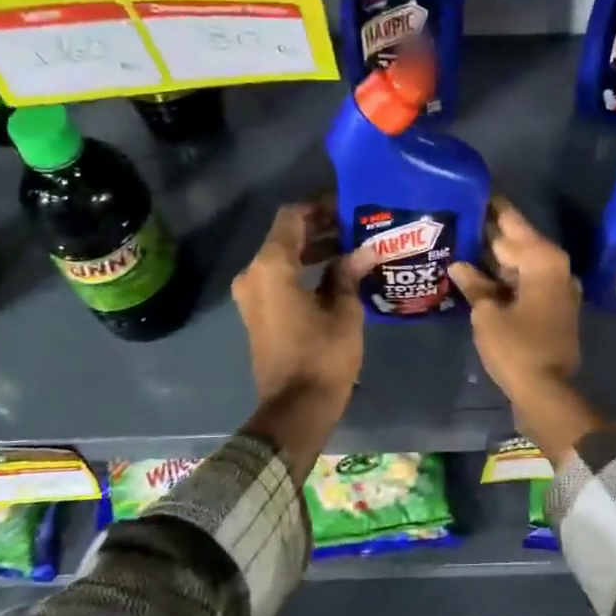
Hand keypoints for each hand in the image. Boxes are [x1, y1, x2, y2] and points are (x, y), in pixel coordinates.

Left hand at [233, 202, 363, 480]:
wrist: (295, 408)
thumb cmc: (322, 356)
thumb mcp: (343, 311)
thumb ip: (348, 273)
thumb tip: (363, 251)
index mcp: (271, 267)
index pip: (292, 217)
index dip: (319, 207)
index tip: (348, 207)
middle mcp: (254, 275)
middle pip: (286, 237)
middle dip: (320, 229)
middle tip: (356, 227)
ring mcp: (252, 296)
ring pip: (283, 259)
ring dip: (313, 251)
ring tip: (352, 249)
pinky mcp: (258, 314)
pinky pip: (279, 279)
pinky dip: (303, 271)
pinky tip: (336, 274)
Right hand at [448, 202, 600, 462]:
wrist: (547, 391)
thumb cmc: (517, 348)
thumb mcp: (488, 314)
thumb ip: (474, 284)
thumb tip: (460, 265)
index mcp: (543, 261)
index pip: (512, 222)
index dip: (493, 206)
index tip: (476, 188)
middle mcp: (555, 268)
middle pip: (517, 242)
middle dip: (490, 231)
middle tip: (460, 213)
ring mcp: (556, 289)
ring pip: (520, 263)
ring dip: (494, 256)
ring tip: (462, 239)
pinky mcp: (551, 308)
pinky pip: (524, 282)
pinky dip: (504, 277)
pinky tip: (478, 273)